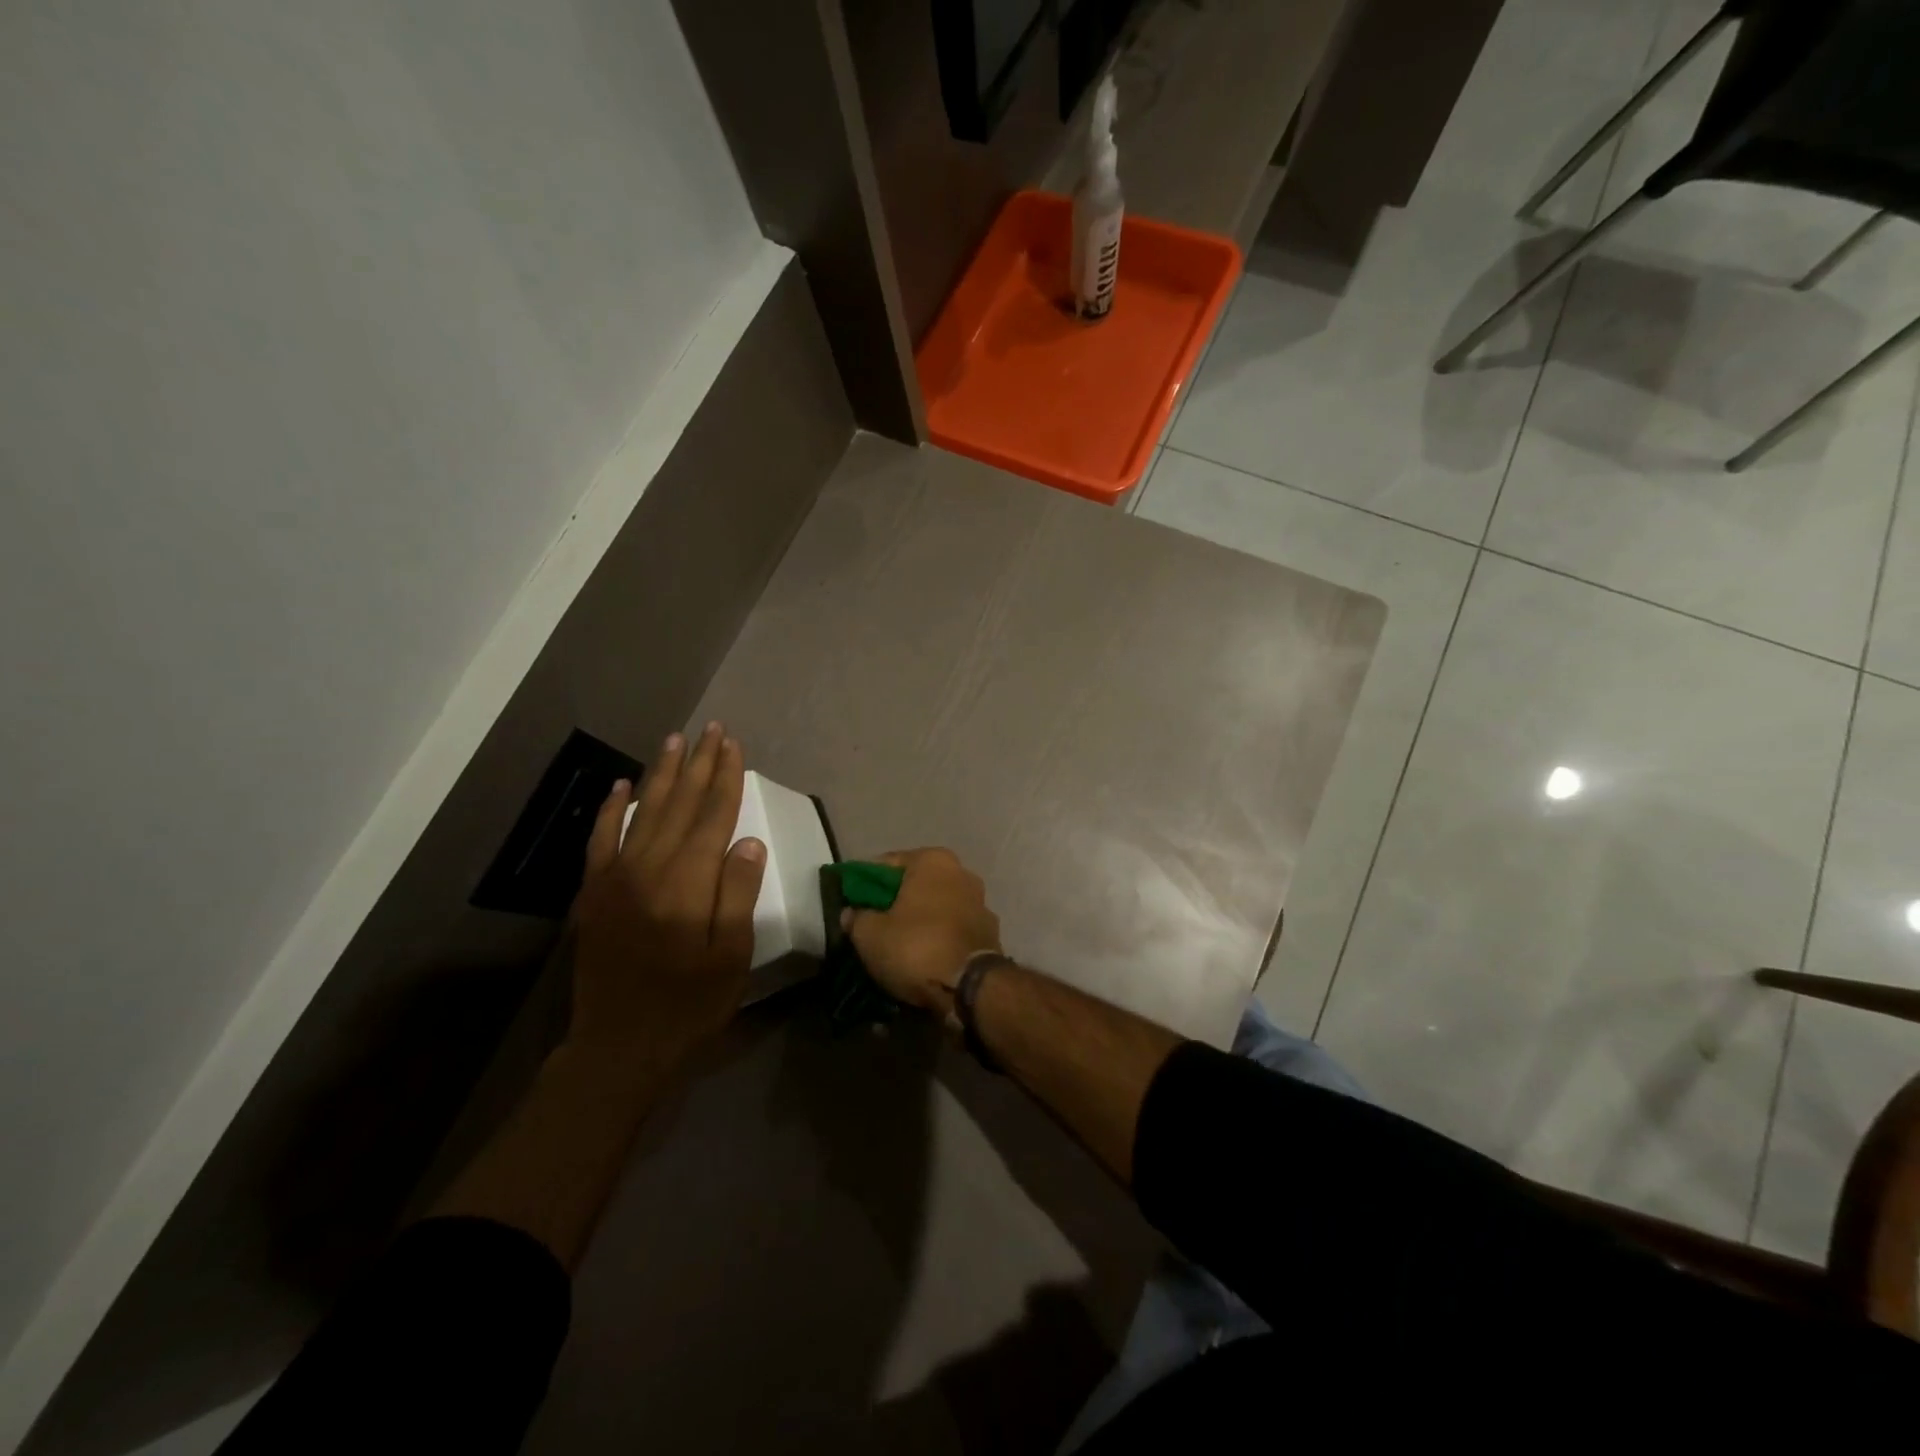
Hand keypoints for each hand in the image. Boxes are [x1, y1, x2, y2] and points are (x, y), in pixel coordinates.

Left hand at [569, 723, 765, 1072]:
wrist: (618, 1046)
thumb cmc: (688, 1005)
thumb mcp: (730, 957)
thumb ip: (738, 895)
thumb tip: (748, 842)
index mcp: (687, 883)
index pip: (713, 816)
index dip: (726, 778)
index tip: (734, 746)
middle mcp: (648, 868)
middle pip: (679, 804)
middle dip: (699, 764)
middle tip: (712, 729)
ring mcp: (615, 877)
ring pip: (643, 811)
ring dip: (662, 773)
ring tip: (676, 740)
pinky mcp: (593, 892)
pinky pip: (601, 839)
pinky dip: (611, 808)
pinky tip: (622, 784)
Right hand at [843, 848, 1001, 1013]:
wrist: (970, 989)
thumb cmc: (916, 947)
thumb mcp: (870, 934)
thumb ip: (856, 917)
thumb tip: (852, 913)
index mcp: (933, 860)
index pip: (887, 863)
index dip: (865, 883)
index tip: (851, 903)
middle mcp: (962, 873)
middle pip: (916, 885)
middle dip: (895, 902)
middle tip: (872, 924)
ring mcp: (980, 903)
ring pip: (936, 908)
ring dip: (919, 921)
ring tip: (897, 945)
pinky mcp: (989, 932)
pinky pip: (952, 930)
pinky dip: (937, 938)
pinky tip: (922, 957)